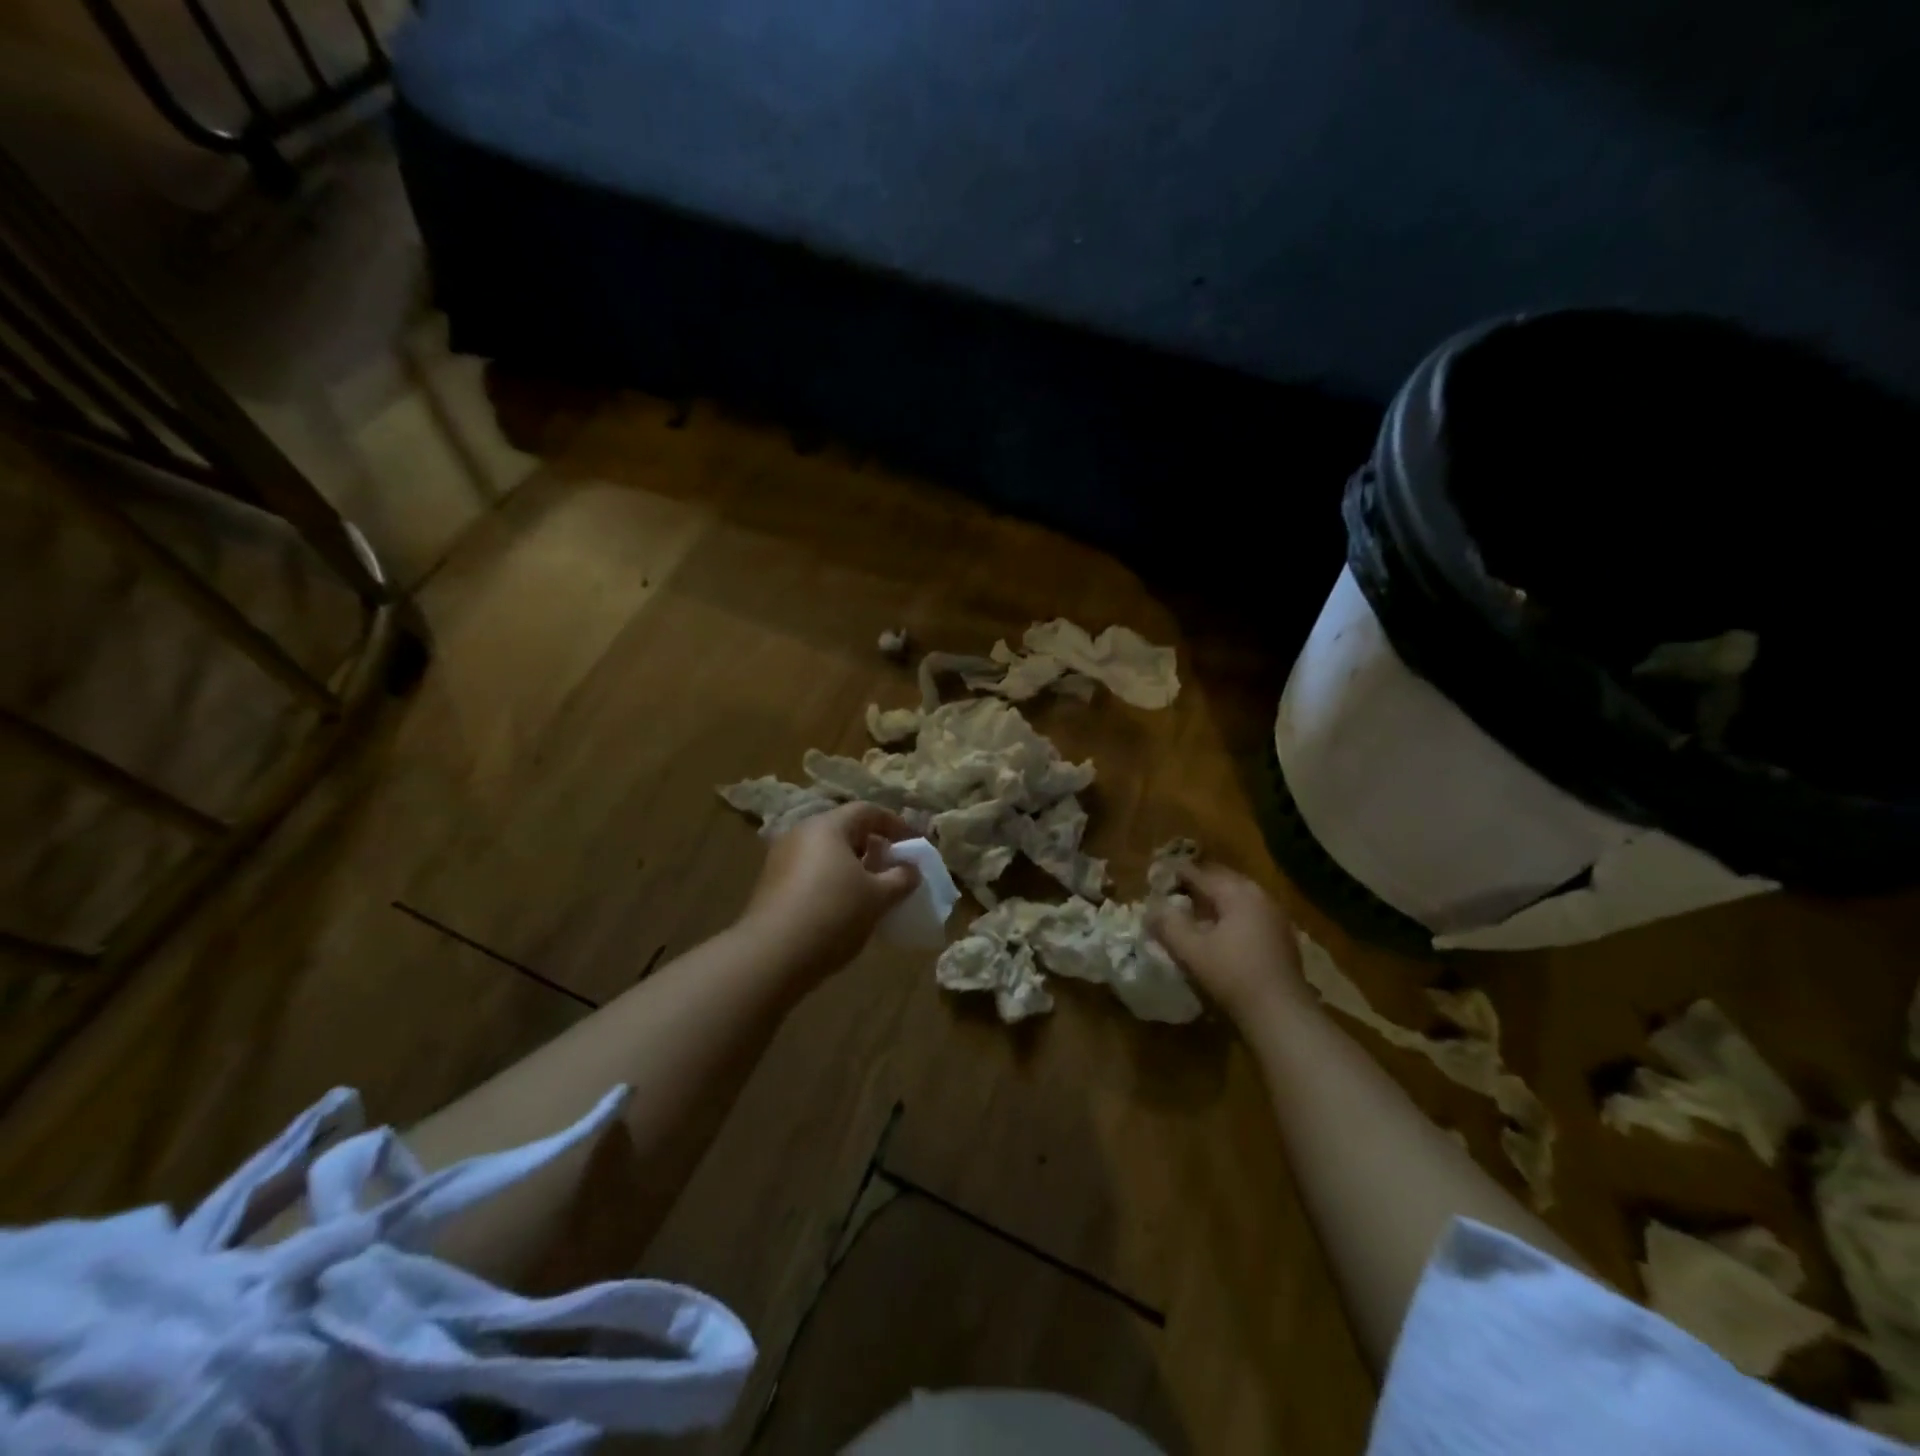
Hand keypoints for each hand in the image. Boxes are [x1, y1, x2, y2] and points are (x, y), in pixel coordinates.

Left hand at [739, 802, 920, 982]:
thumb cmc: (833, 914)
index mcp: (827, 827)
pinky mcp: (770, 885)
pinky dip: (831, 880)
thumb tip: (911, 869)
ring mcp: (781, 859)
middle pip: (843, 830)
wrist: (771, 956)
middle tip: (892, 867)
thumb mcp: (877, 898)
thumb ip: (901, 878)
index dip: (895, 824)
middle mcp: (800, 834)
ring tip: (870, 891)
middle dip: (872, 846)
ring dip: (851, 866)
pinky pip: (810, 872)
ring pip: (825, 853)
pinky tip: (842, 907)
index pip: (867, 811)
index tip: (913, 844)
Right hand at [1149, 862, 1309, 1022]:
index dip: (1175, 872)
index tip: (1155, 873)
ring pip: (1236, 897)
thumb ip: (1167, 924)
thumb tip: (1150, 907)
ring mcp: (1274, 916)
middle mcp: (1260, 896)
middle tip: (1171, 889)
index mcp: (1238, 893)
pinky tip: (1216, 931)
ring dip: (1212, 899)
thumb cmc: (1233, 976)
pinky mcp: (1280, 937)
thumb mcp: (1191, 950)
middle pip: (1221, 880)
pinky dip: (1228, 914)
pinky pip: (1247, 913)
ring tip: (1190, 909)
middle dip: (1195, 883)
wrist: (1283, 1015)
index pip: (1200, 873)